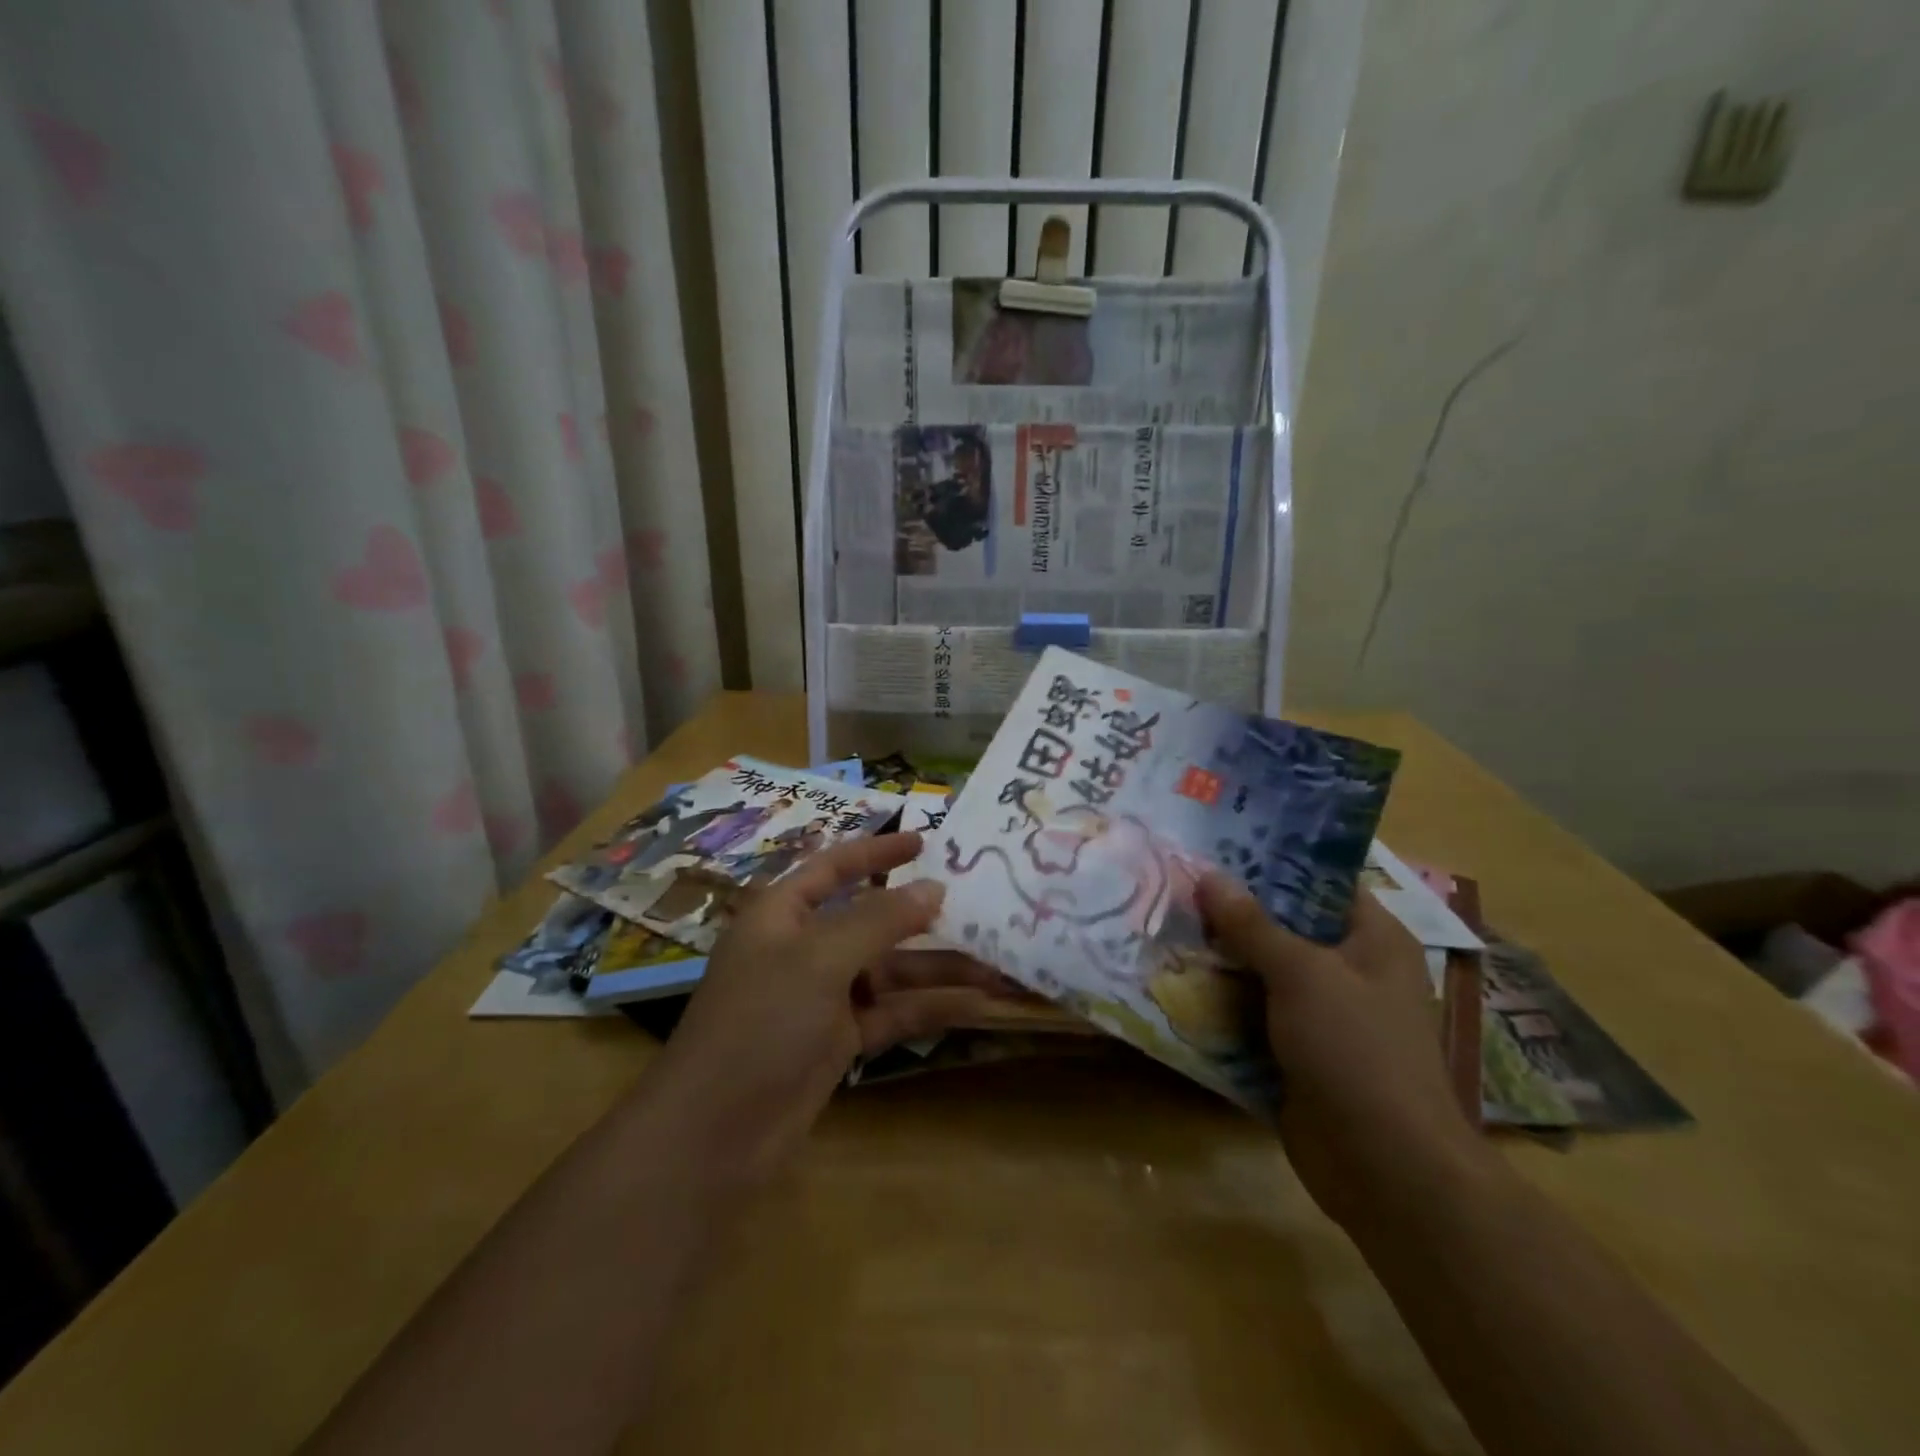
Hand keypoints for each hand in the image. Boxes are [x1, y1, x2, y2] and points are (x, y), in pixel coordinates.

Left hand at [644, 832, 1017, 1186]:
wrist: (716, 1133)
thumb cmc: (762, 1021)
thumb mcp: (820, 958)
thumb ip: (880, 919)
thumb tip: (934, 888)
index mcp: (784, 913)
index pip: (835, 868)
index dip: (878, 853)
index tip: (925, 841)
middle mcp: (804, 948)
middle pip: (872, 921)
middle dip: (923, 917)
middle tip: (979, 906)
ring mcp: (823, 997)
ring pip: (890, 971)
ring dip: (939, 969)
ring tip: (997, 967)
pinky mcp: (840, 1040)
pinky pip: (892, 1012)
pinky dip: (929, 1008)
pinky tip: (975, 1005)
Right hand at [1197, 874, 1496, 1231]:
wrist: (1384, 1167)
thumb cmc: (1356, 1049)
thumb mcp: (1302, 974)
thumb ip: (1252, 924)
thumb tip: (1207, 874)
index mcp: (1372, 939)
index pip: (1321, 882)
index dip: (1273, 861)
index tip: (1218, 844)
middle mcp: (1348, 970)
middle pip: (1283, 926)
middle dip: (1231, 910)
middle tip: (1176, 880)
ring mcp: (1320, 1015)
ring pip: (1260, 971)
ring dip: (1218, 957)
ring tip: (1163, 922)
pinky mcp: (1294, 1052)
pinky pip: (1250, 1014)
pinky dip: (1218, 1002)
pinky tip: (1172, 980)